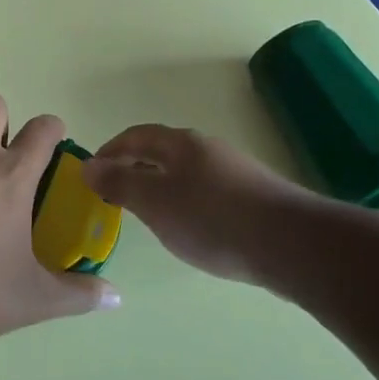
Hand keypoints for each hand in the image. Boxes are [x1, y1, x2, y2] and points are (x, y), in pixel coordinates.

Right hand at [83, 124, 308, 284]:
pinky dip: (186, 203)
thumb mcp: (155, 203)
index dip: (110, 151)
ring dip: (161, 187)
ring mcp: (233, 171)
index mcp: (180, 143)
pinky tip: (191, 229)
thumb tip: (88, 165)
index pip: (135, 136)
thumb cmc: (212, 218)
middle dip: (134, 169)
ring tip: (149, 215)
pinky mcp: (253, 196)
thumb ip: (119, 184)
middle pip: (161, 152)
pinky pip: (207, 191)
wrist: (290, 243)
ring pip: (185, 173)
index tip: (92, 173)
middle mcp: (206, 148)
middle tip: (114, 196)